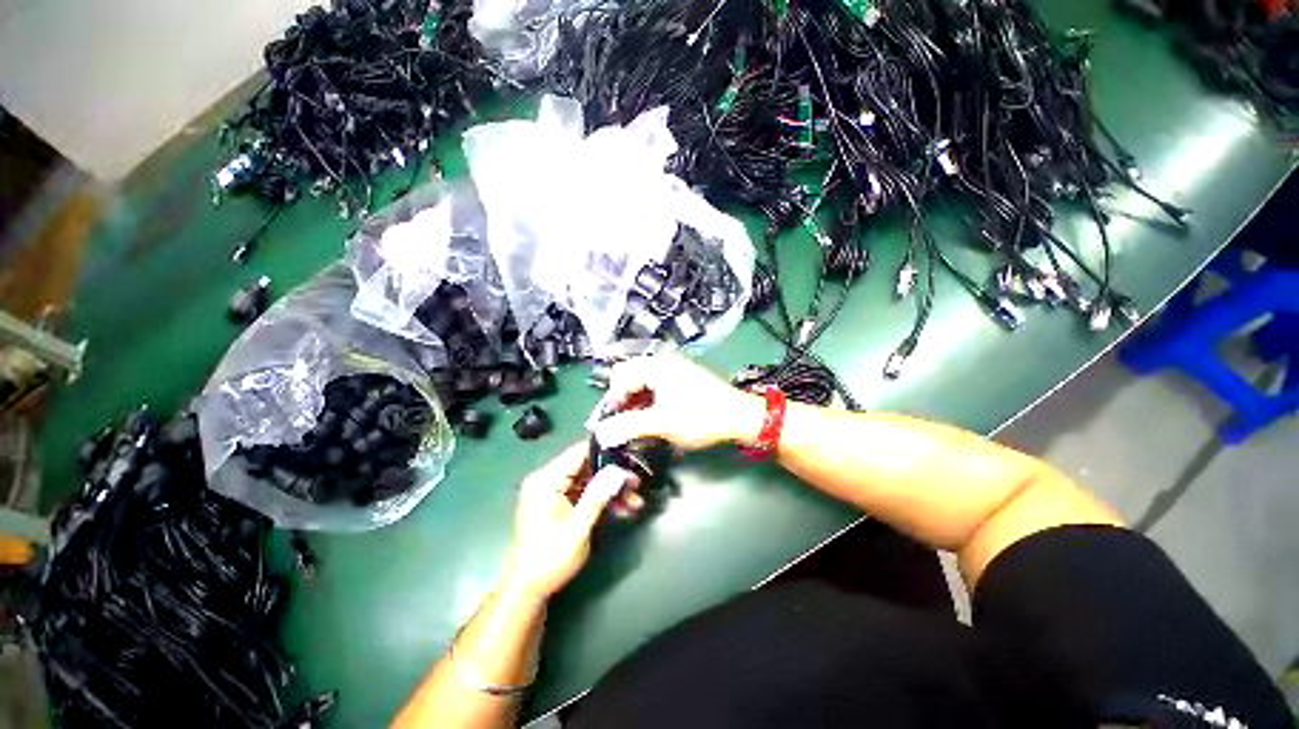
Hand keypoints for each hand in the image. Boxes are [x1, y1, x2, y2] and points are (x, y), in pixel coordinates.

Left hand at [502, 443, 640, 599]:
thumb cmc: (549, 559)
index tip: (629, 452)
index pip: (579, 452)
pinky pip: (585, 493)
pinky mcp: (559, 503)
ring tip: (636, 500)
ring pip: (589, 480)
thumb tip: (618, 471)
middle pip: (586, 466)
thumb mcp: (577, 529)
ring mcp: (554, 491)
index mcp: (546, 480)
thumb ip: (597, 497)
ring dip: (612, 490)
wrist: (527, 589)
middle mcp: (548, 480)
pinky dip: (602, 499)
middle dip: (613, 475)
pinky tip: (623, 509)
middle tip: (637, 483)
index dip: (604, 450)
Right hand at [591, 354, 764, 450]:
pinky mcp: (683, 377)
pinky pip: (657, 383)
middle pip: (629, 374)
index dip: (614, 400)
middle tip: (627, 421)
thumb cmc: (701, 417)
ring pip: (643, 380)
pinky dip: (650, 398)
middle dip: (624, 398)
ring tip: (641, 422)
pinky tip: (656, 415)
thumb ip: (629, 426)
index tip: (616, 423)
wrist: (740, 416)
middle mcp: (663, 361)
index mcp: (655, 366)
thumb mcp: (662, 423)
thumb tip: (600, 432)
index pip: (620, 376)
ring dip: (637, 399)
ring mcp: (674, 367)